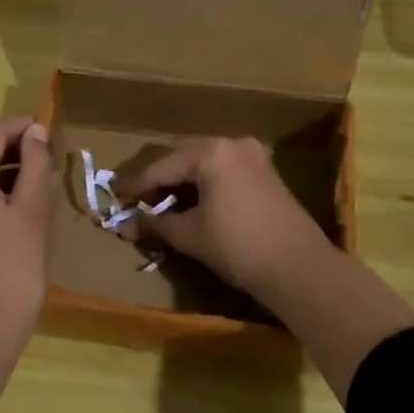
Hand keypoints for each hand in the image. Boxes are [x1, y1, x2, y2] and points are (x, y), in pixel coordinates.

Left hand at [0, 116, 52, 350]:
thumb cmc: (13, 267)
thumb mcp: (32, 212)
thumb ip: (34, 166)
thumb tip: (34, 133)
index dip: (21, 126)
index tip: (49, 129)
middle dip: (12, 148)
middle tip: (48, 158)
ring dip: (2, 171)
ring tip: (38, 182)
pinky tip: (16, 209)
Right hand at [119, 135, 413, 403]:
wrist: (298, 268)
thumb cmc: (238, 246)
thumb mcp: (189, 235)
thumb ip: (155, 224)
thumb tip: (125, 225)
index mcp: (211, 152)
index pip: (161, 166)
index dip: (136, 185)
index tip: (115, 197)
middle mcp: (232, 144)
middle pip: (183, 156)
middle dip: (159, 178)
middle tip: (138, 200)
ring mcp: (253, 156)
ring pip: (204, 162)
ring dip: (182, 180)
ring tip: (162, 204)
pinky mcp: (266, 173)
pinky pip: (223, 170)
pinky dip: (204, 183)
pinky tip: (193, 204)